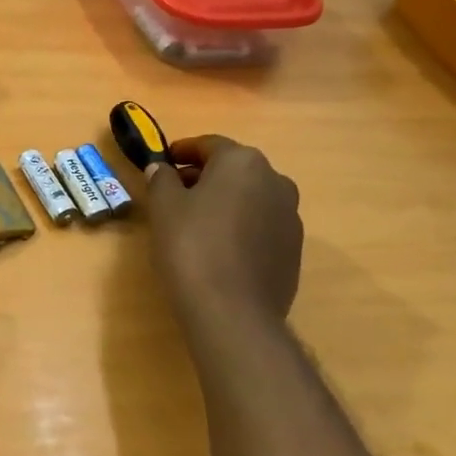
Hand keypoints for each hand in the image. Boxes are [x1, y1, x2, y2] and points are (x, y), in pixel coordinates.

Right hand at [147, 135, 303, 328]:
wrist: (233, 311)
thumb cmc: (191, 246)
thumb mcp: (163, 207)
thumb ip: (161, 180)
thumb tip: (162, 169)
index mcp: (243, 162)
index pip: (209, 145)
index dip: (182, 151)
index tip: (163, 162)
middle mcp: (275, 180)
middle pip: (233, 169)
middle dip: (204, 176)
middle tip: (173, 193)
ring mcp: (290, 216)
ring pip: (249, 197)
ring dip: (224, 201)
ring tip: (194, 222)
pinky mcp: (293, 249)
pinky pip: (260, 225)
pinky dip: (238, 226)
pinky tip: (216, 248)